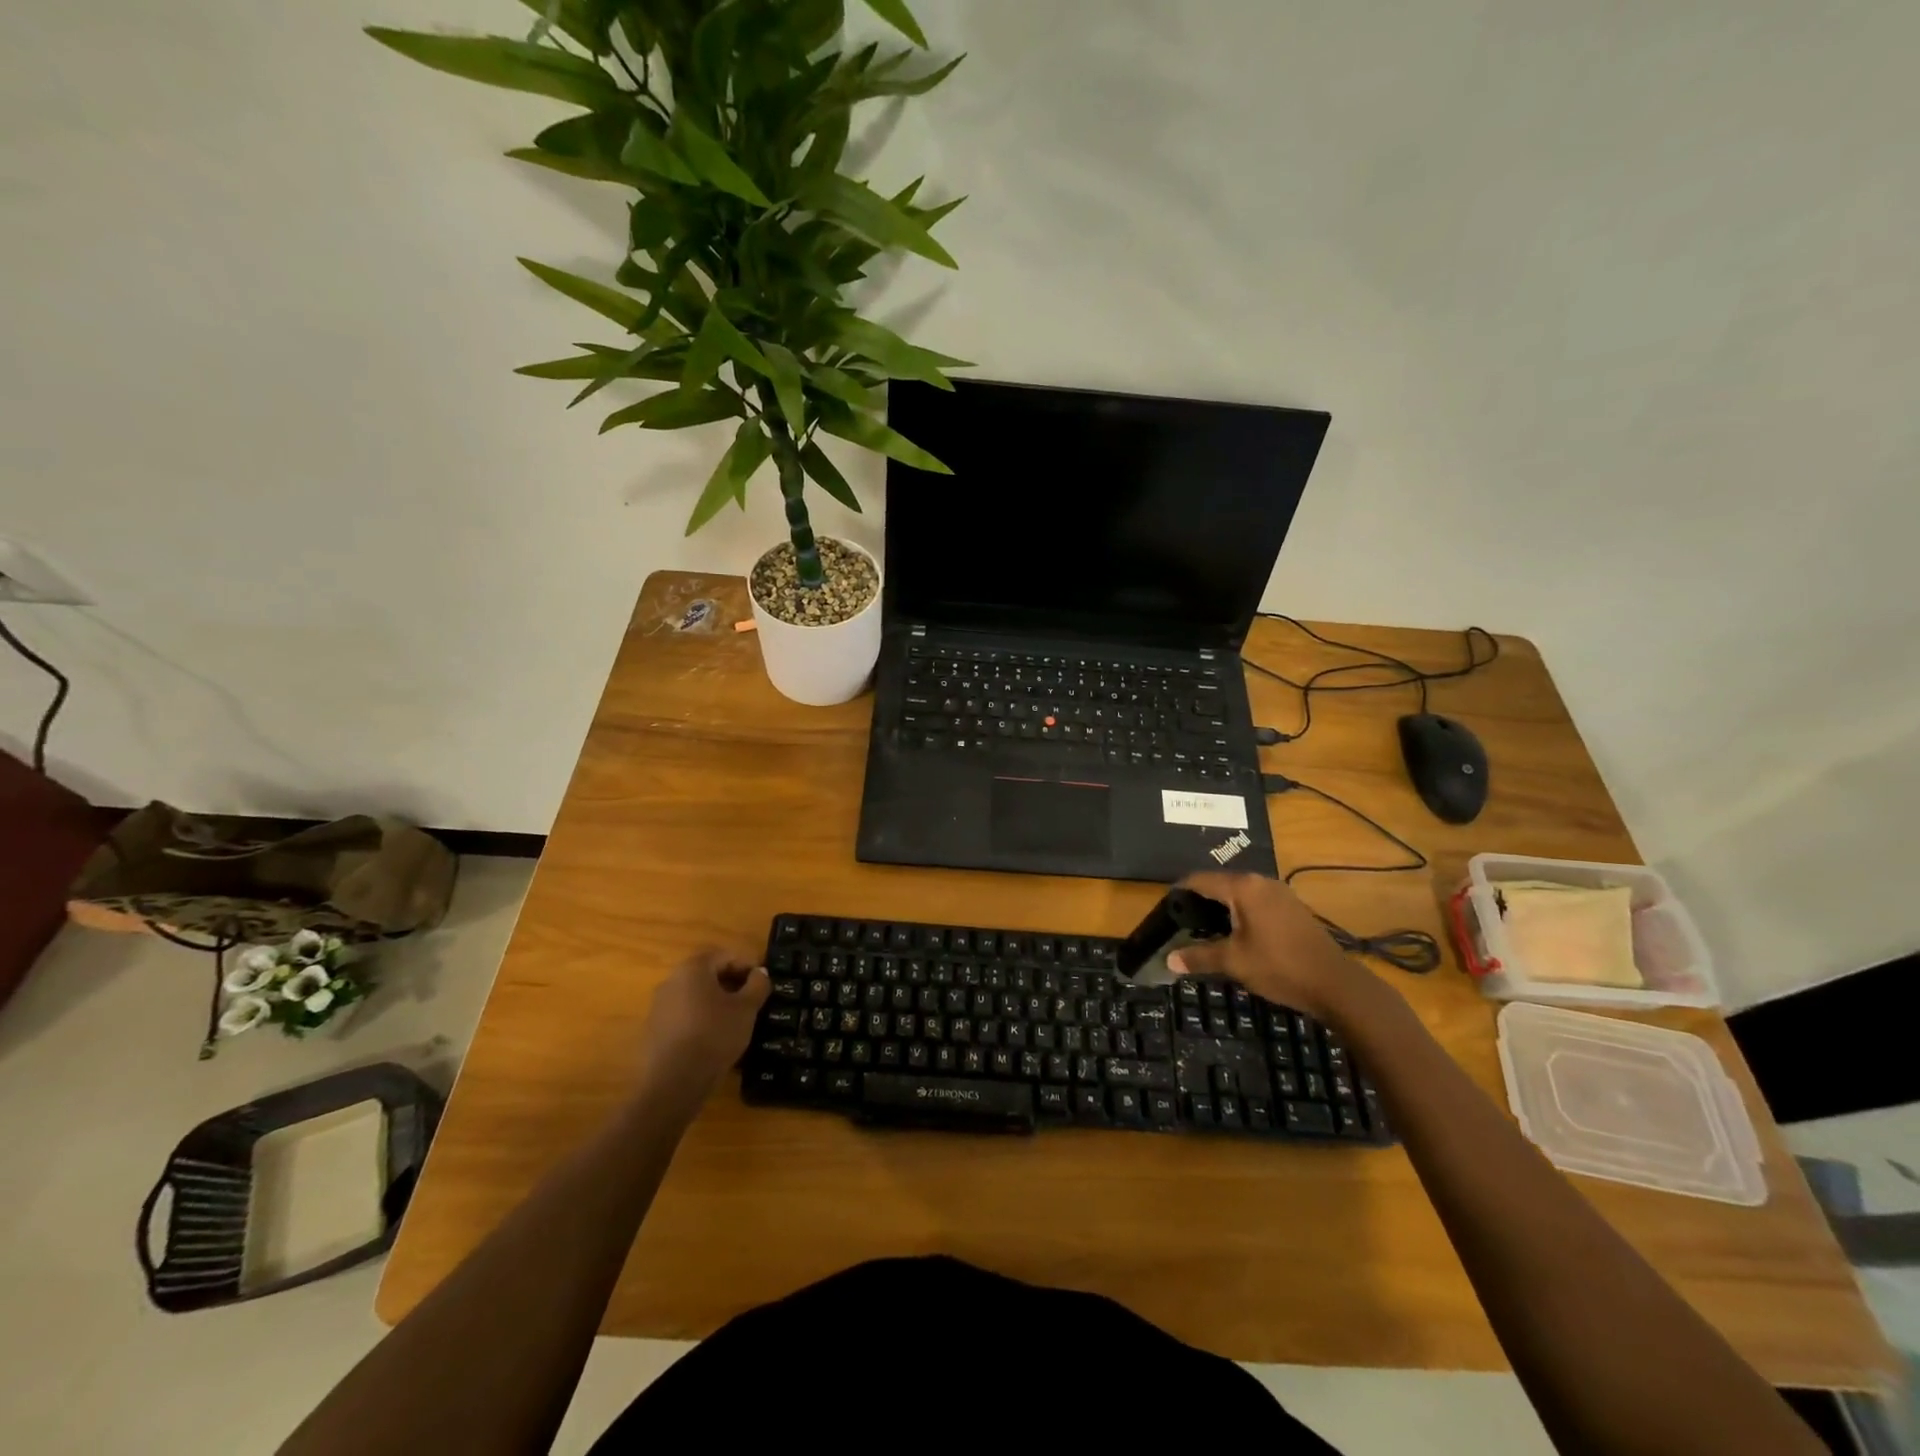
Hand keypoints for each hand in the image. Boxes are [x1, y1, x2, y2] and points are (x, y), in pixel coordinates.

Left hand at [637, 947, 770, 1100]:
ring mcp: (659, 1006)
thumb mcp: (747, 1009)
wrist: (674, 1083)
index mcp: (693, 968)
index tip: (763, 982)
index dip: (748, 965)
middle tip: (752, 1000)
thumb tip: (760, 973)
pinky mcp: (654, 1030)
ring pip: (695, 996)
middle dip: (732, 983)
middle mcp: (672, 981)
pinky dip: (701, 1019)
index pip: (725, 955)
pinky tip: (715, 1038)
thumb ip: (757, 985)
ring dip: (716, 1002)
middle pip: (708, 974)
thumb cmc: (715, 1035)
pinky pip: (684, 1015)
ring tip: (736, 1021)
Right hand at [1165, 873, 1371, 1020]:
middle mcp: (1260, 881)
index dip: (1180, 891)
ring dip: (1222, 906)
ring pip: (1240, 892)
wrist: (1335, 984)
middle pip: (1220, 883)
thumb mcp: (1234, 962)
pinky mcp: (1292, 906)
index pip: (1201, 879)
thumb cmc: (1279, 967)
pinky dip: (1240, 910)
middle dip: (1200, 899)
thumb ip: (1199, 956)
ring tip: (1204, 927)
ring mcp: (1279, 892)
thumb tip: (1168, 960)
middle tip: (1182, 920)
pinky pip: (1256, 900)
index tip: (1166, 907)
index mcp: (1243, 888)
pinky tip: (1235, 932)